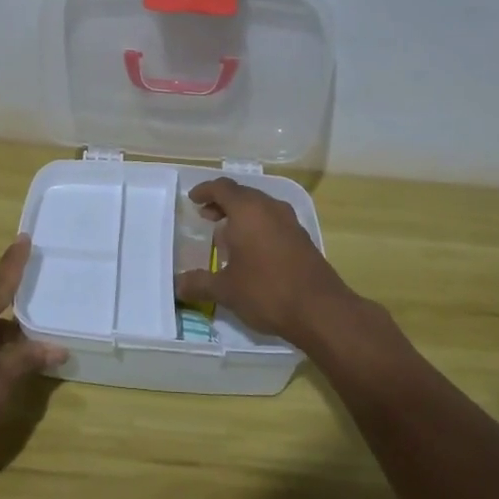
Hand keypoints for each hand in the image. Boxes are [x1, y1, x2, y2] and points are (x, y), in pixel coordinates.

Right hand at [174, 179, 350, 342]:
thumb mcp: (226, 290)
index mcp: (247, 210)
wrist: (321, 310)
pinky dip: (258, 227)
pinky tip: (252, 253)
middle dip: (223, 204)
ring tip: (227, 237)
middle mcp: (270, 208)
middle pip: (242, 195)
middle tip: (207, 218)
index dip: (205, 191)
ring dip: (242, 216)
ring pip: (260, 208)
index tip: (193, 200)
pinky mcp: (303, 238)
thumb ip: (199, 283)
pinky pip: (274, 222)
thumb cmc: (267, 291)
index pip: (222, 188)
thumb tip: (177, 286)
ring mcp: (290, 222)